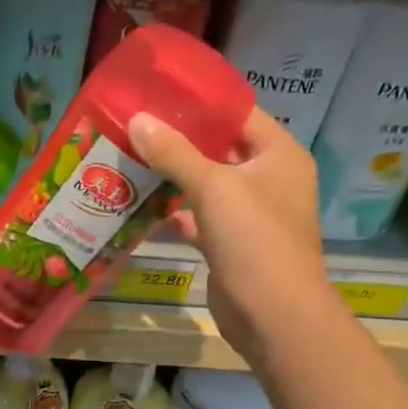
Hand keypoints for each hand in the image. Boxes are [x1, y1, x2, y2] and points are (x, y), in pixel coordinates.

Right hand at [127, 107, 329, 351]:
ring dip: (172, 175)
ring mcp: (250, 213)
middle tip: (134, 125)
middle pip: (219, 148)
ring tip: (129, 157)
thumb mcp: (213, 187)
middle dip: (178, 139)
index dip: (200, 102)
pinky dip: (174, 210)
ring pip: (206, 183)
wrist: (273, 314)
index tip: (158, 93)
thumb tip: (137, 119)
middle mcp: (268, 178)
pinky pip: (199, 215)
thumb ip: (174, 153)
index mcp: (278, 154)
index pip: (238, 113)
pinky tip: (140, 203)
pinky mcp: (230, 242)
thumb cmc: (253, 239)